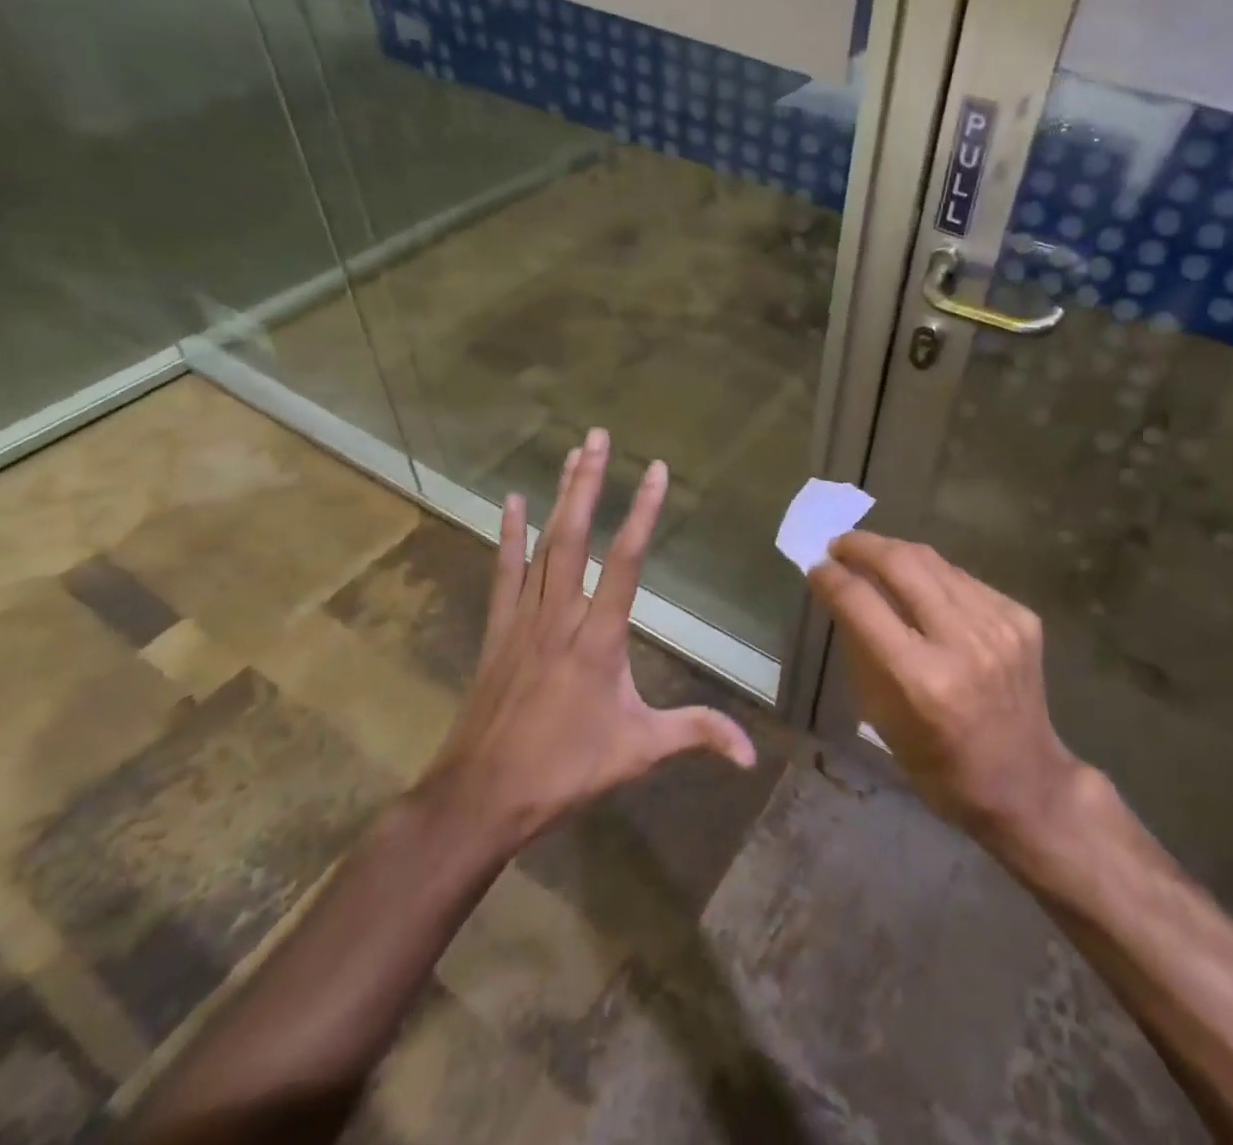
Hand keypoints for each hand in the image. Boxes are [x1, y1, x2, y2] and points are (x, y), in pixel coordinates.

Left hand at [422, 427, 755, 850]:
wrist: (480, 796)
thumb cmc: (564, 770)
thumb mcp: (639, 752)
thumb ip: (696, 736)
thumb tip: (751, 753)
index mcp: (599, 637)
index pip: (625, 561)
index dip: (642, 511)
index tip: (655, 470)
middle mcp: (561, 615)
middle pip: (574, 535)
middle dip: (588, 482)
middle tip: (598, 436)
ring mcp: (524, 619)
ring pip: (542, 544)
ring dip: (558, 496)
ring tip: (571, 454)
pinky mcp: (498, 631)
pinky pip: (504, 572)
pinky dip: (508, 535)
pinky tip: (511, 502)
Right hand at [810, 533, 1087, 850]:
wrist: (1025, 782)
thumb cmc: (939, 765)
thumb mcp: (882, 718)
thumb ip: (862, 650)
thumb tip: (842, 594)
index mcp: (919, 679)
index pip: (861, 603)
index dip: (831, 578)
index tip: (815, 567)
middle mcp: (961, 642)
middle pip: (901, 563)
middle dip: (862, 546)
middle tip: (839, 545)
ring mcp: (998, 625)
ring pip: (934, 562)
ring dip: (896, 553)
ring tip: (874, 556)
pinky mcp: (1021, 617)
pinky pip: (964, 580)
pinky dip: (934, 577)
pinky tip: (922, 588)